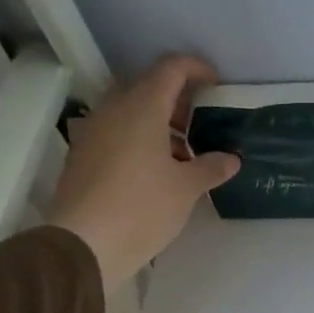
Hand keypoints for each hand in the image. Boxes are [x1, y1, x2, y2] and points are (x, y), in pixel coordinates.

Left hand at [47, 54, 239, 290]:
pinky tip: (155, 171)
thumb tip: (231, 160)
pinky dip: (138, 139)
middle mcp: (114, 110)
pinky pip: (115, 133)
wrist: (82, 244)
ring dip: (157, 123)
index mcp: (142, 107)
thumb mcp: (186, 188)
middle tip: (200, 123)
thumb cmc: (142, 207)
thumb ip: (211, 167)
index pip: (171, 68)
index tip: (216, 85)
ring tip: (182, 154)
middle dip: (177, 100)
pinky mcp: (82, 155)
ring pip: (130, 111)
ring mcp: (93, 131)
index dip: (196, 69)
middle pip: (148, 87)